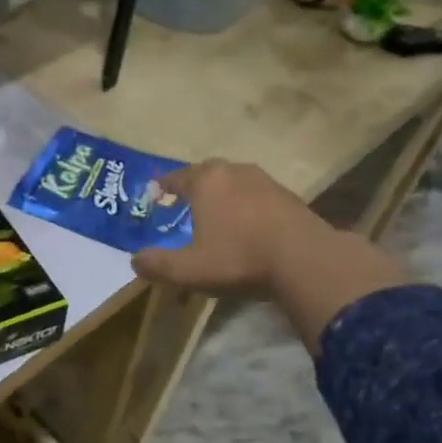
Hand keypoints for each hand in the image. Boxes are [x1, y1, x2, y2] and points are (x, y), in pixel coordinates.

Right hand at [131, 161, 406, 350]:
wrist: (306, 261)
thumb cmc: (239, 258)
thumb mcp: (189, 270)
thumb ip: (158, 265)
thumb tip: (136, 261)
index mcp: (206, 181)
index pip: (176, 177)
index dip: (163, 186)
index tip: (155, 194)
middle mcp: (234, 172)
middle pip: (206, 173)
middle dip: (193, 186)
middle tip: (184, 202)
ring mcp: (265, 181)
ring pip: (234, 181)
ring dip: (222, 195)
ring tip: (216, 214)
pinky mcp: (288, 196)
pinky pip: (256, 195)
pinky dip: (245, 205)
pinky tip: (247, 225)